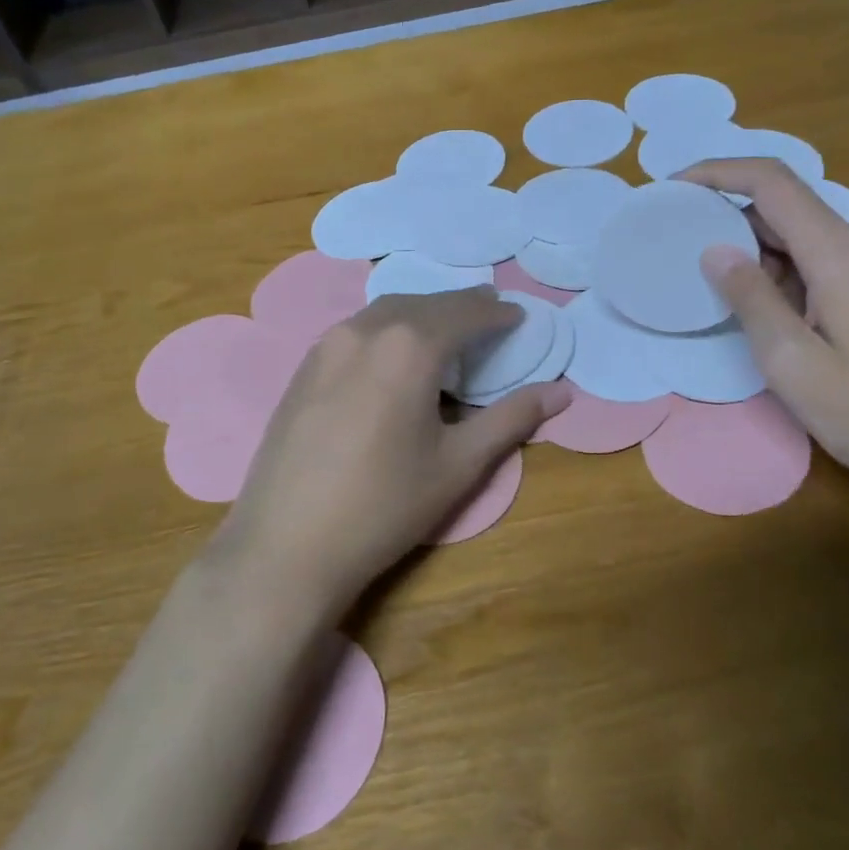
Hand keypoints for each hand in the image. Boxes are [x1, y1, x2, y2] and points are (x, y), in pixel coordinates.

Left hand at [210, 289, 569, 620]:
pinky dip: (389, 327)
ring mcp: (327, 344)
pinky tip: (396, 353)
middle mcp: (367, 330)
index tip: (519, 317)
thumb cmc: (383, 506)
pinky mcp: (304, 366)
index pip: (466, 313)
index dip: (497, 313)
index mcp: (410, 346)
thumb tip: (563, 392)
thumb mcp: (458, 464)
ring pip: (387, 310)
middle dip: (462, 305)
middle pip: (426, 303)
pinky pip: (358, 329)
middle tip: (490, 313)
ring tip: (448, 328)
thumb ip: (511, 419)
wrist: (285, 546)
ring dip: (424, 311)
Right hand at [680, 159, 848, 500]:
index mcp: (841, 250)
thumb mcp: (795, 365)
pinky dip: (794, 276)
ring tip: (732, 308)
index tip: (674, 187)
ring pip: (808, 241)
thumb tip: (715, 250)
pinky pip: (832, 262)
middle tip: (690, 268)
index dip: (717, 172)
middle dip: (733, 229)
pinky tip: (783, 323)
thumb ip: (751, 300)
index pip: (771, 181)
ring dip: (765, 261)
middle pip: (787, 210)